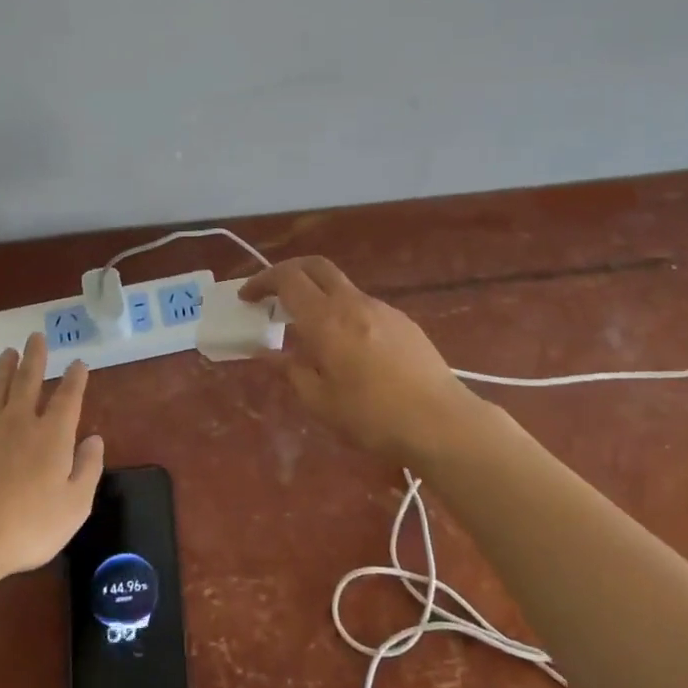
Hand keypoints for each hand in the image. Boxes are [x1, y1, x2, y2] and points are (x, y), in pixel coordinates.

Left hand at [0, 333, 105, 581]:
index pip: (67, 397)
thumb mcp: (76, 505)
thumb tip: (95, 439)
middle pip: (27, 381)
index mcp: (52, 435)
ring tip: (5, 353)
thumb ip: (88, 468)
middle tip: (35, 336)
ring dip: (1, 370)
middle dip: (34, 357)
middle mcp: (18, 423)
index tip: (78, 363)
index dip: (75, 378)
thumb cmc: (29, 526)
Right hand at [241, 256, 481, 461]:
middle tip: (272, 294)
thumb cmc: (372, 417)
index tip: (247, 298)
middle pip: (315, 266)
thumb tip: (269, 352)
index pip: (287, 279)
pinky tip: (347, 347)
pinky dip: (343, 312)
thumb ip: (291, 371)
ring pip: (341, 286)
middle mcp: (353, 303)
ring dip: (318, 295)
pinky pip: (363, 305)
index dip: (262, 282)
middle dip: (289, 272)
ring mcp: (382, 309)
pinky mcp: (403, 321)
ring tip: (309, 331)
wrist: (441, 422)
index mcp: (326, 320)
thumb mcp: (320, 402)